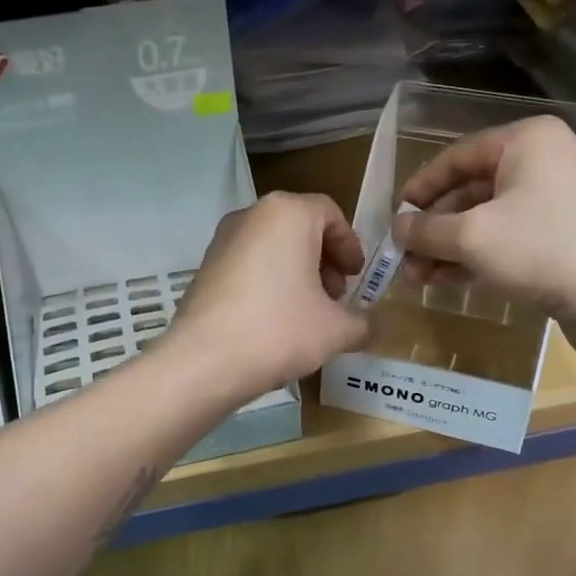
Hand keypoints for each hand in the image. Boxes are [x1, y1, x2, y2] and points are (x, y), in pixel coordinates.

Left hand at [167, 192, 370, 399]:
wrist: (204, 362)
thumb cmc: (280, 331)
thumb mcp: (336, 330)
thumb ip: (364, 323)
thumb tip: (372, 328)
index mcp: (288, 214)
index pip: (330, 213)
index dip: (350, 245)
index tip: (357, 277)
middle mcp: (252, 215)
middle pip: (300, 228)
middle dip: (324, 260)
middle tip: (335, 296)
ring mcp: (222, 240)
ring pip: (272, 246)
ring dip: (297, 272)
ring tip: (307, 313)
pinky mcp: (204, 267)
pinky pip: (249, 265)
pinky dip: (268, 282)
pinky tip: (274, 321)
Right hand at [394, 116, 575, 356]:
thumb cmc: (542, 249)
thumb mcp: (471, 237)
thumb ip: (426, 230)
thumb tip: (397, 228)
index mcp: (526, 142)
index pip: (457, 156)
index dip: (420, 188)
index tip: (394, 218)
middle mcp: (544, 162)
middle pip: (471, 190)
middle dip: (434, 228)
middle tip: (403, 259)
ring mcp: (557, 201)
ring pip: (488, 220)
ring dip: (450, 248)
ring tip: (418, 278)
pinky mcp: (564, 237)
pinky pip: (509, 239)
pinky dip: (477, 257)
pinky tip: (447, 281)